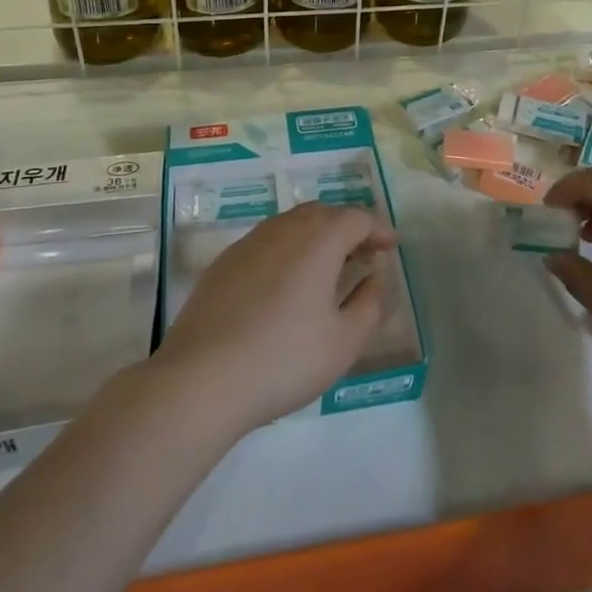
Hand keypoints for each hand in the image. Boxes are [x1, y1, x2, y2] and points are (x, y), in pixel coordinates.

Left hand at [154, 202, 397, 435]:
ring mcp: (249, 242)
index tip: (390, 248)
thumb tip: (375, 279)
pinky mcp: (224, 263)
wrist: (201, 378)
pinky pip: (267, 242)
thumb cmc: (284, 359)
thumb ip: (369, 305)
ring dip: (316, 237)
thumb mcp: (343, 342)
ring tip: (326, 270)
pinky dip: (287, 250)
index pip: (356, 218)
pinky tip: (285, 286)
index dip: (377, 229)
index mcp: (319, 240)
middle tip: (362, 256)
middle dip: (347, 229)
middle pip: (323, 213)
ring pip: (292, 224)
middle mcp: (284, 229)